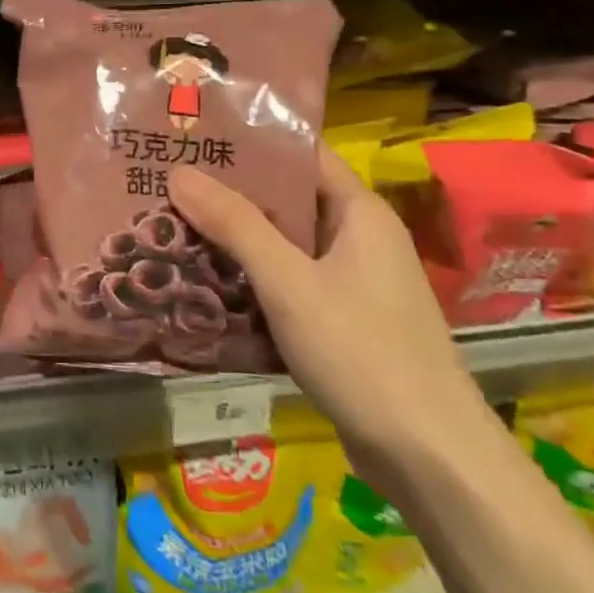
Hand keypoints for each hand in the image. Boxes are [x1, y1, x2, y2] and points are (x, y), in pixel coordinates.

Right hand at [168, 147, 495, 486]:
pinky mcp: (338, 322)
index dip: (252, 140)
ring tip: (169, 223)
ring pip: (281, 245)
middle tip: (165, 179)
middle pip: (286, 200)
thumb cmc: (362, 352)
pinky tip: (201, 281)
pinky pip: (285, 283)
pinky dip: (248, 277)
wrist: (428, 458)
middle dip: (228, 191)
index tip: (196, 134)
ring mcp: (349, 283)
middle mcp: (357, 240)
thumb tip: (179, 172)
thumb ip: (235, 225)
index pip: (302, 154)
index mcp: (359, 214)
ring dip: (232, 237)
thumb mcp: (289, 282)